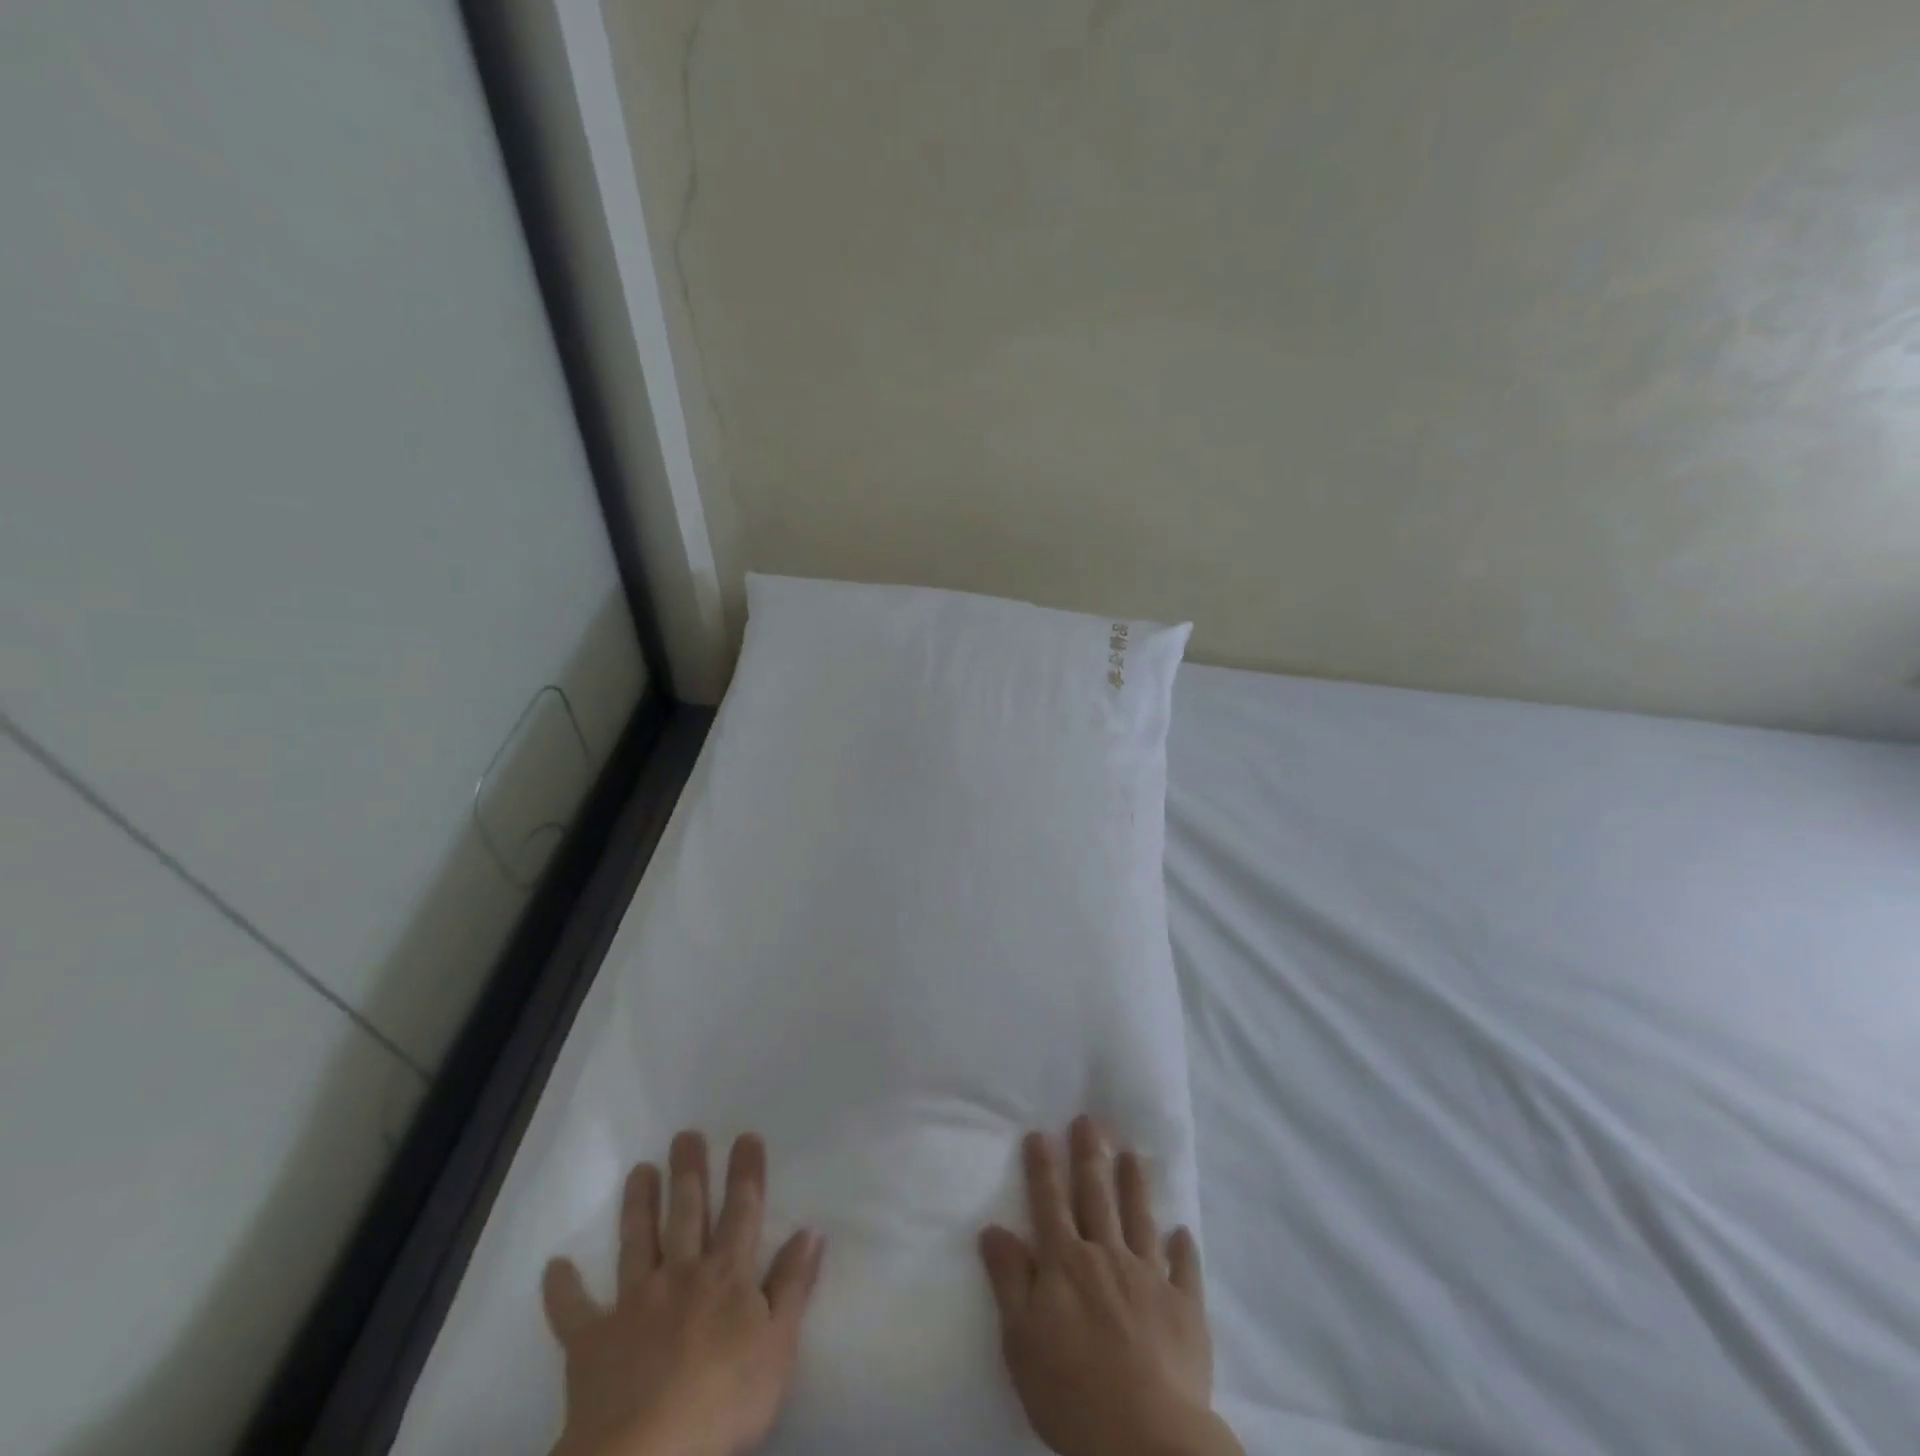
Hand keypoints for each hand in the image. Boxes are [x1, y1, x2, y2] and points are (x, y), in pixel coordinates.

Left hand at [544, 1131, 824, 1455]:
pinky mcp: (592, 1342)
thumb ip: (792, 1285)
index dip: (745, 1173)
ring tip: (639, 1170)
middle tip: (685, 1134)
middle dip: (688, 1171)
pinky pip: (573, 1312)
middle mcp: (681, 1275)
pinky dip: (563, 1289)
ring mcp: (634, 1304)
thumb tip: (810, 1230)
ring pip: (637, 1243)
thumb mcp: (778, 1346)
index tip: (745, 1137)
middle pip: (686, 1213)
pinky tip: (554, 1266)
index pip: (741, 1212)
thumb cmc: (725, 1402)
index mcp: (726, 1276)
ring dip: (638, 1205)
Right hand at [979, 1117, 1241, 1455]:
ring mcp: (1149, 1279)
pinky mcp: (1184, 1309)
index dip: (1043, 1168)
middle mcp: (1107, 1257)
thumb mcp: (1021, 1339)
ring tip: (1133, 1154)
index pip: (1049, 1203)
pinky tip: (1183, 1232)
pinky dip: (1183, 1249)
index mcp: (1065, 1263)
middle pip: (1096, 1197)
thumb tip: (994, 1229)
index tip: (1040, 1133)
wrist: (1146, 1438)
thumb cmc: (1071, 1391)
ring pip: (1140, 1220)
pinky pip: (1185, 1270)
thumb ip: (1009, 1280)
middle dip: (1090, 1156)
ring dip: (1135, 1185)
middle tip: (1090, 1120)